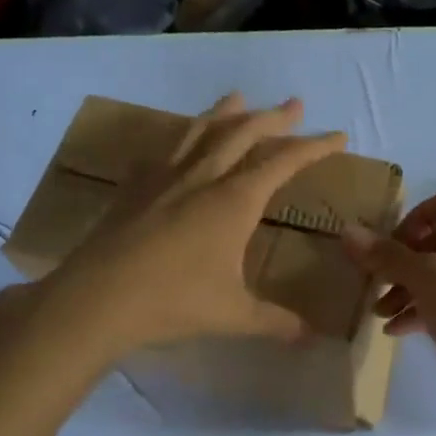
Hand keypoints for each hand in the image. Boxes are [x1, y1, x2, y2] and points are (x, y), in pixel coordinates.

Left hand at [28, 94, 344, 362]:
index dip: (314, 147)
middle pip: (243, 133)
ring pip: (201, 130)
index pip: (283, 162)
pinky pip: (163, 150)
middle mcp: (203, 177)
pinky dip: (179, 138)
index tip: (338, 136)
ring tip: (238, 98)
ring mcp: (165, 177)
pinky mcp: (135, 187)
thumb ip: (275, 322)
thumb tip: (311, 337)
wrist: (96, 299)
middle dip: (274, 117)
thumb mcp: (233, 315)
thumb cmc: (173, 302)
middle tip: (295, 104)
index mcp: (234, 201)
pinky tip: (177, 140)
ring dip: (225, 112)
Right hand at [342, 186, 435, 393]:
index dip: (415, 217)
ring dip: (406, 288)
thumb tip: (347, 231)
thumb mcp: (424, 276)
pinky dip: (421, 309)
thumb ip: (386, 255)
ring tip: (378, 312)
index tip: (393, 243)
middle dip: (402, 261)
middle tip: (377, 280)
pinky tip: (394, 329)